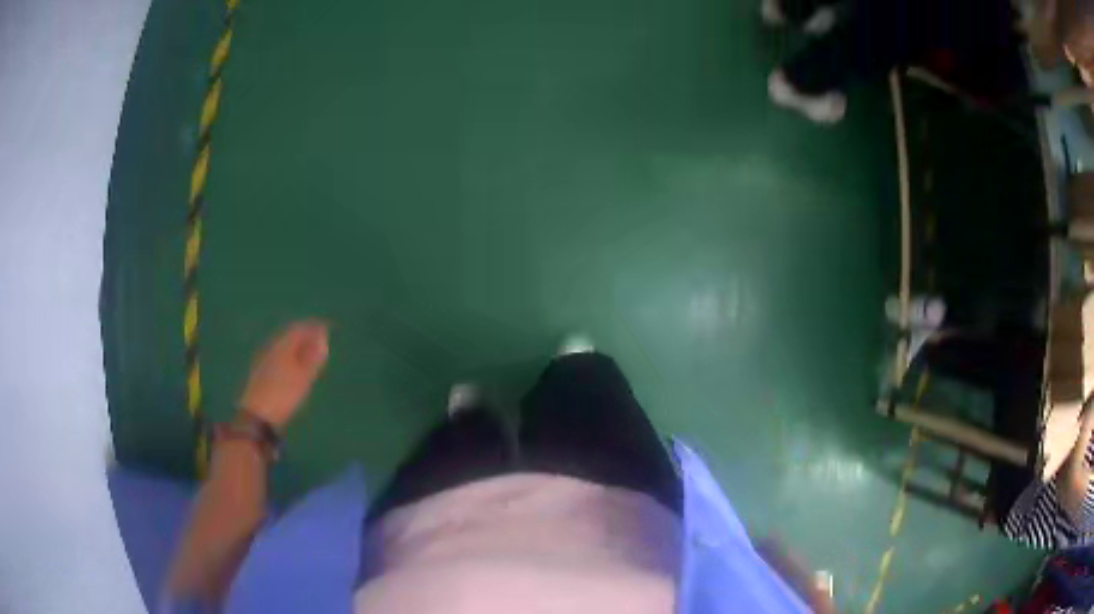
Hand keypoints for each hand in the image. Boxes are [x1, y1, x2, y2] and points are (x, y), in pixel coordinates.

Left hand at [239, 320, 328, 430]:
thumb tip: (322, 336)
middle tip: (319, 340)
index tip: (327, 329)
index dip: (313, 327)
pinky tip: (292, 368)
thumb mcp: (303, 377)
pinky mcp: (260, 373)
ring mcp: (263, 360)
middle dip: (305, 335)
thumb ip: (312, 357)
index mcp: (282, 346)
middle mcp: (271, 348)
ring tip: (309, 354)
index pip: (299, 328)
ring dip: (296, 347)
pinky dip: (289, 357)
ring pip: (283, 346)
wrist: (256, 416)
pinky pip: (278, 356)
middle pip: (289, 335)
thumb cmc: (282, 395)